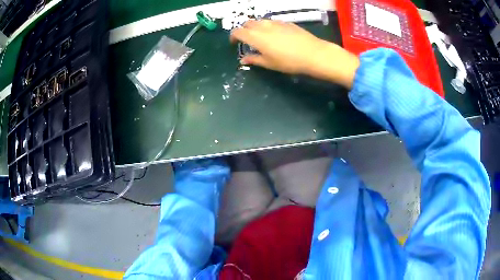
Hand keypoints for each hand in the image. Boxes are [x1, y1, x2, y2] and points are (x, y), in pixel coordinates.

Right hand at [230, 20, 359, 88]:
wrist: (313, 53)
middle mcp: (262, 26)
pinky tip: (275, 35)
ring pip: (259, 21)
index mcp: (255, 36)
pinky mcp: (285, 22)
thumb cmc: (289, 61)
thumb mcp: (269, 63)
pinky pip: (271, 22)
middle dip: (243, 30)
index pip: (237, 32)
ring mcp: (275, 22)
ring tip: (260, 37)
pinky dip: (267, 26)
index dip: (233, 37)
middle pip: (247, 23)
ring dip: (255, 27)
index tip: (234, 43)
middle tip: (247, 40)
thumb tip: (243, 59)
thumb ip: (254, 59)